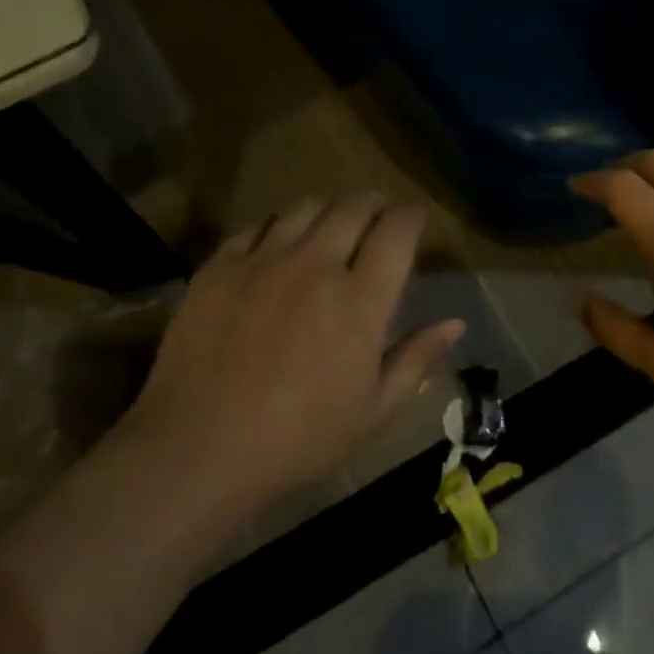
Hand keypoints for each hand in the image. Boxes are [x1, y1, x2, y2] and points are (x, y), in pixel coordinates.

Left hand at [127, 193, 462, 508]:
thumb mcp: (372, 412)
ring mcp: (263, 260)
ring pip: (304, 207)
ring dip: (327, 212)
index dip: (412, 217)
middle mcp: (315, 264)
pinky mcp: (220, 266)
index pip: (398, 230)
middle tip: (375, 221)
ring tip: (327, 232)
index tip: (414, 222)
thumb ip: (416, 360)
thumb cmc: (298, 440)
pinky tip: (275, 251)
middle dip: (373, 206)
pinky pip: (256, 226)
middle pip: (354, 206)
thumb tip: (454, 323)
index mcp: (359, 299)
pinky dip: (277, 229)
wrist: (198, 448)